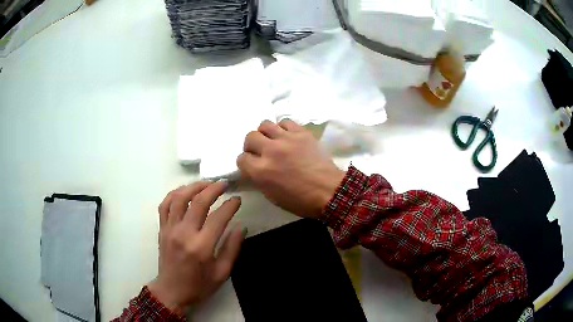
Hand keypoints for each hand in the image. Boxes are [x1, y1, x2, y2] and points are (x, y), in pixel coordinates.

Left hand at [148, 181, 245, 313]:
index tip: (237, 200)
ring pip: (179, 198)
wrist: (171, 292)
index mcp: (201, 247)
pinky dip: (174, 194)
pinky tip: (184, 192)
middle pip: (198, 201)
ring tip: (206, 184)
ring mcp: (170, 229)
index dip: (230, 205)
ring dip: (194, 187)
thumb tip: (241, 226)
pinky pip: (165, 205)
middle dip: (214, 189)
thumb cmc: (199, 286)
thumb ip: (232, 248)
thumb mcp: (222, 273)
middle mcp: (184, 234)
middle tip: (224, 184)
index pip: (218, 217)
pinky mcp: (162, 229)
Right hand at [237, 120, 345, 218]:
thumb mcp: (272, 195)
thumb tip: (254, 168)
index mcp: (261, 171)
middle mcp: (270, 151)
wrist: (329, 191)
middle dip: (251, 145)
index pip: (242, 159)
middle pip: (250, 137)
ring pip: (265, 124)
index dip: (246, 163)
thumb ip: (259, 179)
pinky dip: (283, 128)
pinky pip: (285, 122)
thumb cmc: (300, 200)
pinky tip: (287, 137)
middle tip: (260, 151)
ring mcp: (286, 139)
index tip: (252, 165)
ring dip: (265, 133)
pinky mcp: (301, 133)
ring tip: (272, 141)